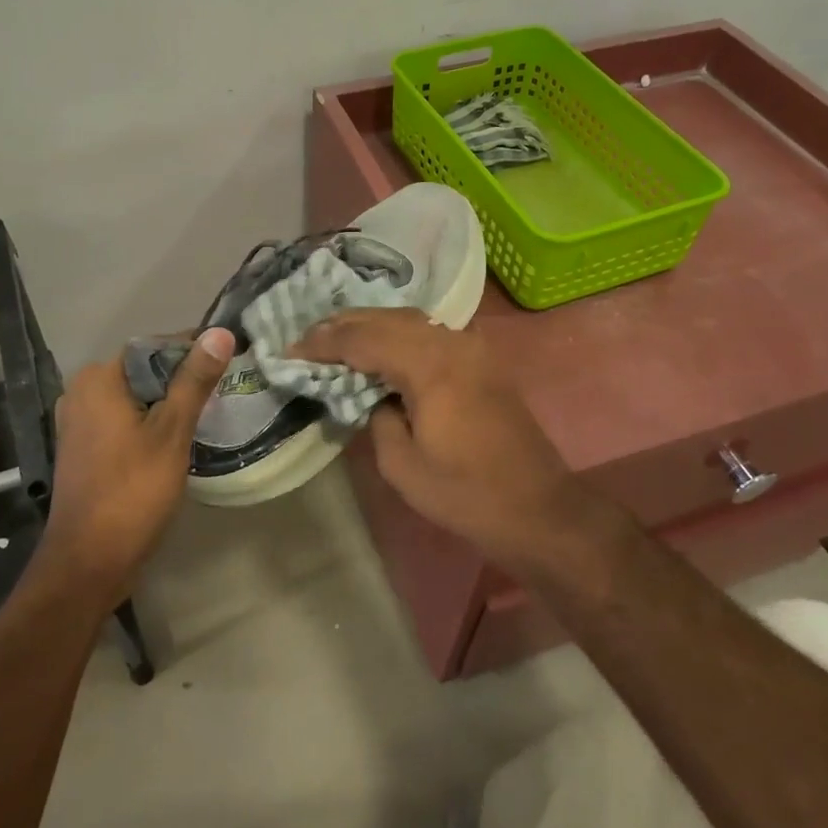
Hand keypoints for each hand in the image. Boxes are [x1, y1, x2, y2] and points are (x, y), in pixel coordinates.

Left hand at [42, 327, 234, 601]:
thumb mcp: (172, 432)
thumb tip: (219, 332)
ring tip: (207, 417)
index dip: (194, 353)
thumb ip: (194, 380)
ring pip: (135, 398)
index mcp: (98, 378)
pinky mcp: (83, 448)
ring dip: (168, 405)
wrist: (88, 561)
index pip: (154, 347)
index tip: (228, 366)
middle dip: (182, 381)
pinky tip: (176, 441)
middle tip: (222, 396)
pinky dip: (149, 424)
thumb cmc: (133, 491)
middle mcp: (81, 391)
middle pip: (144, 372)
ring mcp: (78, 422)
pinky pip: (123, 421)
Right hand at [290, 309, 577, 569]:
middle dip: (344, 325)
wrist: (537, 509)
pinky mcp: (481, 360)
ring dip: (371, 325)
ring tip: (335, 336)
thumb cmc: (465, 494)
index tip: (290, 350)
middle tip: (307, 337)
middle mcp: (452, 343)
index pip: (364, 339)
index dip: (324, 344)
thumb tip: (372, 395)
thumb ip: (376, 417)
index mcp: (431, 366)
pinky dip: (398, 333)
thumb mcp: (401, 465)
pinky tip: (380, 346)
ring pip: (411, 320)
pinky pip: (430, 333)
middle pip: (387, 318)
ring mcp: (472, 348)